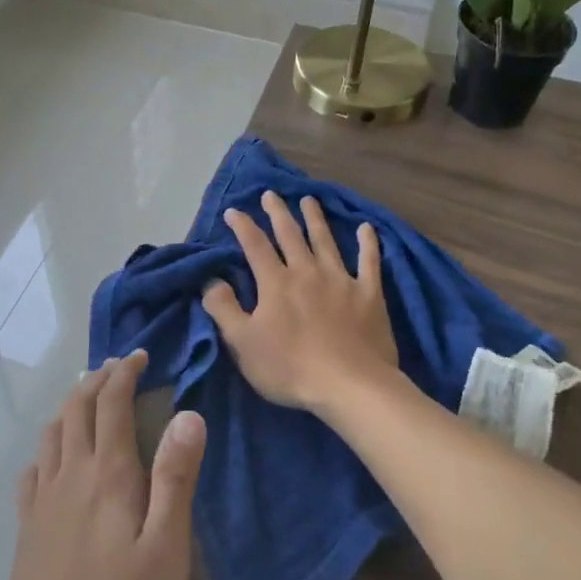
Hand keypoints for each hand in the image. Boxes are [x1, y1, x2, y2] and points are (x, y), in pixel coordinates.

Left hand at [0, 351, 206, 579]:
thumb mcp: (166, 549)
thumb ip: (176, 478)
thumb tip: (189, 414)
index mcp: (107, 474)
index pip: (112, 403)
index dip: (125, 373)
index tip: (140, 355)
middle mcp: (70, 475)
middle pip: (77, 409)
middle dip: (98, 379)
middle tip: (118, 366)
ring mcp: (41, 502)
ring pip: (52, 433)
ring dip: (71, 405)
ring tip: (87, 398)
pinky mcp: (26, 530)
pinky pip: (33, 469)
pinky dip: (47, 446)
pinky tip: (52, 457)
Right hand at [201, 191, 399, 415]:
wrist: (349, 385)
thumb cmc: (290, 368)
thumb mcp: (243, 344)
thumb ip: (224, 309)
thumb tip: (211, 280)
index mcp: (276, 283)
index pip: (255, 246)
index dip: (243, 226)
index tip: (234, 211)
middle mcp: (307, 271)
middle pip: (290, 235)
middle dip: (278, 213)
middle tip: (271, 194)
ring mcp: (341, 280)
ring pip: (325, 241)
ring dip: (316, 219)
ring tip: (309, 200)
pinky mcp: (369, 294)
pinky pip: (369, 262)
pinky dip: (368, 244)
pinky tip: (367, 228)